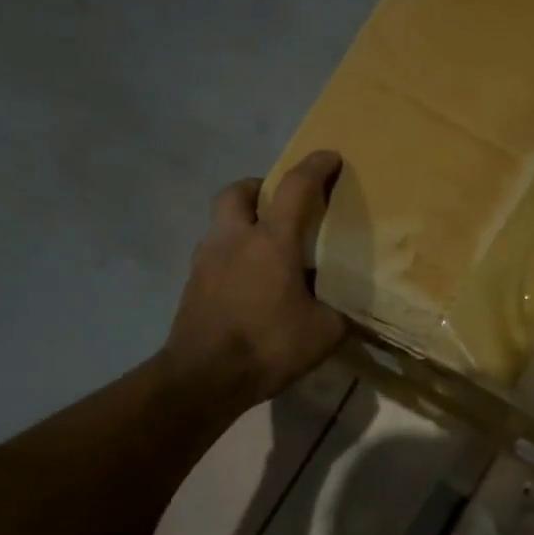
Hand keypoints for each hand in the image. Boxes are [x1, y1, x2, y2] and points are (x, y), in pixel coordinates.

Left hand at [166, 150, 348, 408]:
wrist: (205, 377)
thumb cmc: (268, 346)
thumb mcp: (324, 332)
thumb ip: (337, 311)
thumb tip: (340, 307)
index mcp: (271, 241)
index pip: (295, 188)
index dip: (315, 167)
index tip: (330, 157)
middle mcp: (234, 239)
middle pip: (239, 191)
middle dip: (260, 187)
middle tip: (280, 204)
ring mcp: (206, 260)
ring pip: (222, 223)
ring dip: (243, 223)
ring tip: (266, 250)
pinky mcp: (193, 284)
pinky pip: (215, 255)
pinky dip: (233, 256)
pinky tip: (249, 283)